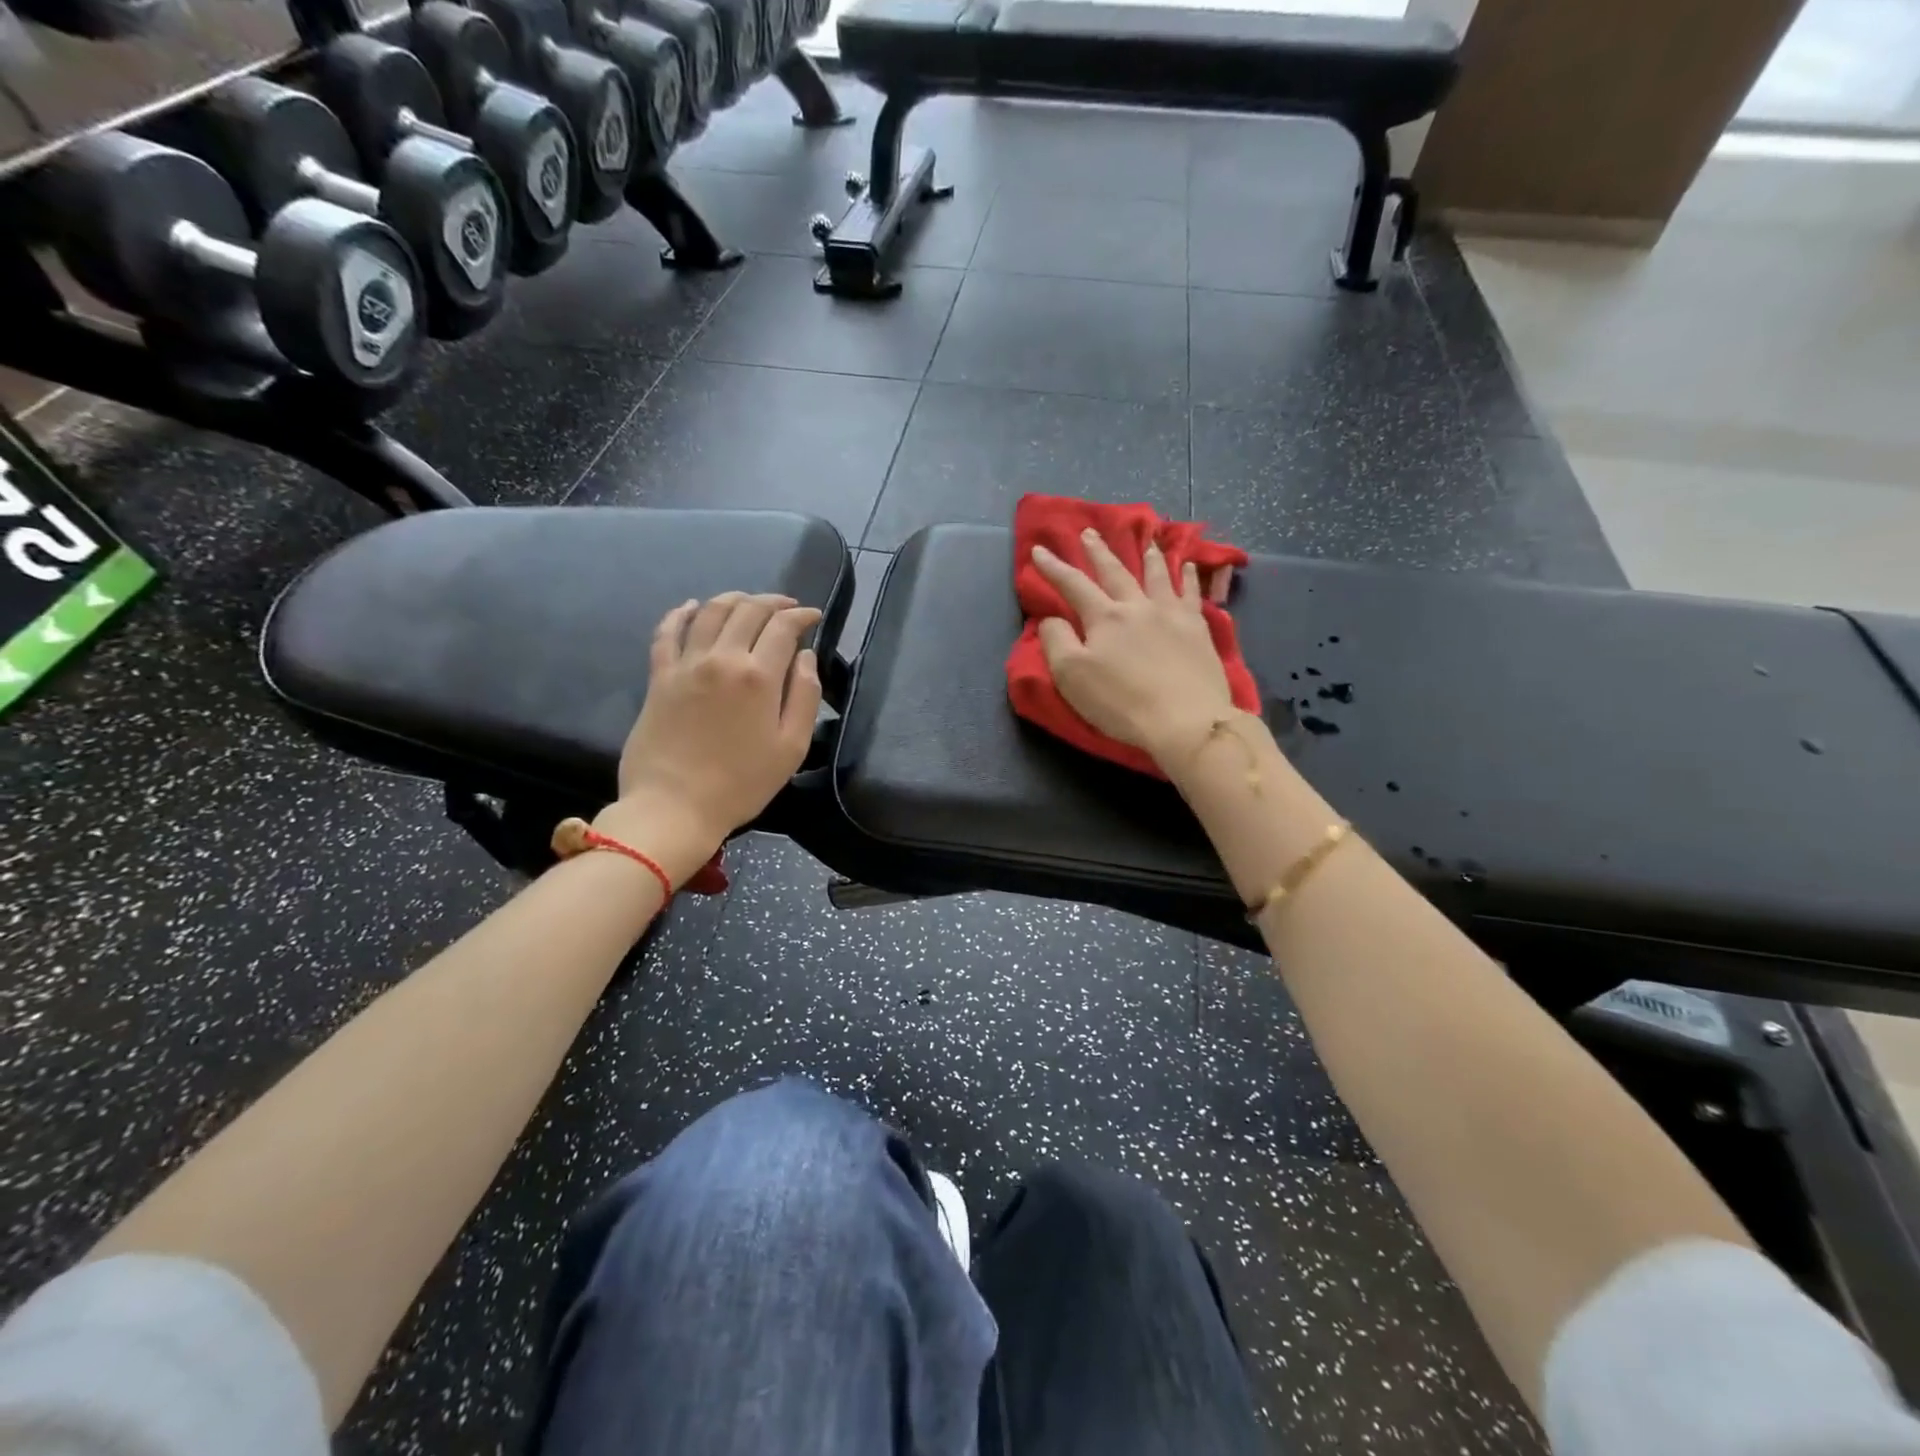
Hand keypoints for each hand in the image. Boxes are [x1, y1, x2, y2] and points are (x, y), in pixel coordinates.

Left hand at [596, 593, 821, 883]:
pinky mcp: (659, 677)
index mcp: (759, 676)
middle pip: (748, 610)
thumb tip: (806, 657)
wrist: (674, 807)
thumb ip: (805, 696)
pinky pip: (667, 632)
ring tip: (748, 602)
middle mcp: (722, 658)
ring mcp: (686, 664)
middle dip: (772, 602)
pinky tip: (691, 606)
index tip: (813, 617)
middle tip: (786, 607)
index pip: (783, 627)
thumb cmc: (742, 784)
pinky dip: (680, 613)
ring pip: (710, 612)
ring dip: (733, 599)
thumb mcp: (792, 747)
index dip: (802, 615)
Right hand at [1032, 531, 1235, 765]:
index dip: (1053, 567)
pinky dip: (1191, 577)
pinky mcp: (1198, 630)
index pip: (1073, 585)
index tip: (1039, 550)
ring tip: (1148, 541)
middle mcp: (1137, 606)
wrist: (1185, 720)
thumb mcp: (1072, 676)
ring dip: (1149, 557)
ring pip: (1158, 576)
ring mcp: (1172, 615)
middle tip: (1089, 533)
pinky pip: (1193, 594)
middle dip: (1099, 552)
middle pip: (1115, 573)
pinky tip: (1192, 567)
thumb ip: (1057, 641)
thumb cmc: (1121, 702)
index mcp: (1104, 618)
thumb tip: (1052, 618)